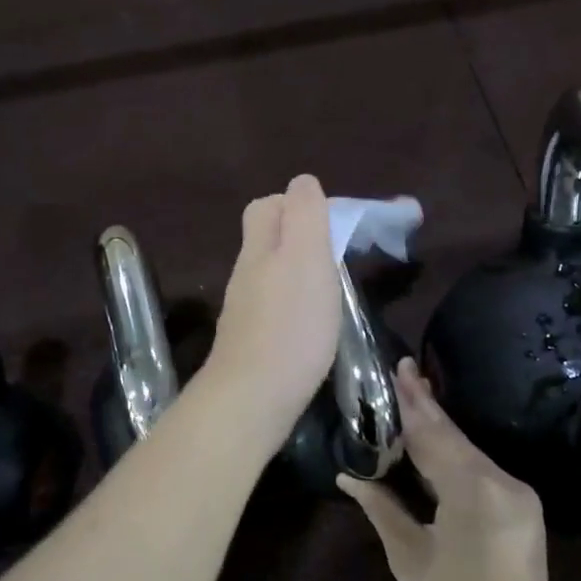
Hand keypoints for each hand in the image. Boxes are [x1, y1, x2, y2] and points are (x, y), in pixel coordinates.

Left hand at [203, 175, 342, 450]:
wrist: (252, 398)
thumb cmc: (290, 325)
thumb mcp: (306, 258)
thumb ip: (304, 215)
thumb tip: (302, 182)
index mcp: (260, 248)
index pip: (268, 205)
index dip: (298, 203)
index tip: (334, 222)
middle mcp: (246, 273)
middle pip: (266, 238)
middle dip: (299, 235)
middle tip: (335, 253)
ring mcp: (244, 309)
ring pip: (270, 273)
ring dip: (298, 271)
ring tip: (331, 288)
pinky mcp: (250, 342)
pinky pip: (273, 306)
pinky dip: (293, 303)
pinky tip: (312, 323)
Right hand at [339, 360, 569, 580]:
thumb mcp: (410, 562)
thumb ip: (383, 510)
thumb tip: (351, 477)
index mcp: (475, 493)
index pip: (433, 436)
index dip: (410, 404)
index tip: (397, 367)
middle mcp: (504, 485)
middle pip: (454, 438)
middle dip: (426, 408)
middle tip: (403, 371)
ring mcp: (518, 499)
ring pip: (467, 453)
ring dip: (438, 431)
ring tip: (410, 398)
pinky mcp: (520, 514)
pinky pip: (478, 473)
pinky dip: (451, 457)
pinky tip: (431, 444)